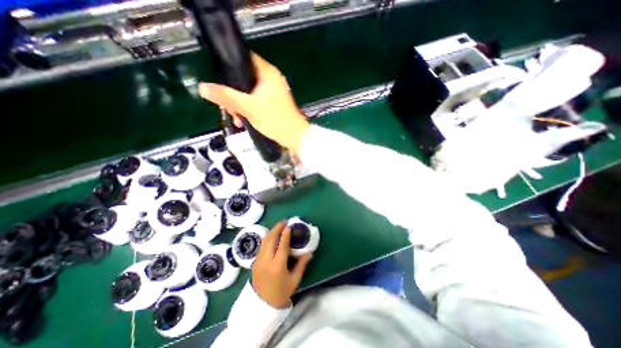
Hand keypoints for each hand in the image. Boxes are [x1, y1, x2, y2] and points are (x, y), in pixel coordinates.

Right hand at [199, 51, 310, 152]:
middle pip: (244, 78)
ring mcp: (274, 92)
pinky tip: (243, 121)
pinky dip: (248, 109)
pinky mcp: (274, 103)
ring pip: (249, 92)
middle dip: (233, 94)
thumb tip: (203, 87)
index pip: (244, 58)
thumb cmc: (275, 120)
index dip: (229, 66)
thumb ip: (226, 97)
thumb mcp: (248, 108)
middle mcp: (272, 79)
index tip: (219, 80)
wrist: (294, 137)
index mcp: (268, 73)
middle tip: (227, 107)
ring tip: (236, 118)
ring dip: (239, 105)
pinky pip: (256, 101)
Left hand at [249, 221, 313, 307]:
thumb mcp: (294, 280)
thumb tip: (310, 253)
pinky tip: (272, 235)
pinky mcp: (254, 261)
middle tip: (284, 222)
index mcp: (277, 266)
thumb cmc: (281, 292)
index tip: (289, 225)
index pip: (282, 245)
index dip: (285, 234)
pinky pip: (262, 245)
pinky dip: (267, 237)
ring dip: (272, 231)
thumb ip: (301, 264)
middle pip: (271, 239)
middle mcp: (266, 260)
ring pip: (264, 241)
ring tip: (279, 226)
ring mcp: (258, 260)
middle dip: (277, 228)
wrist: (261, 305)